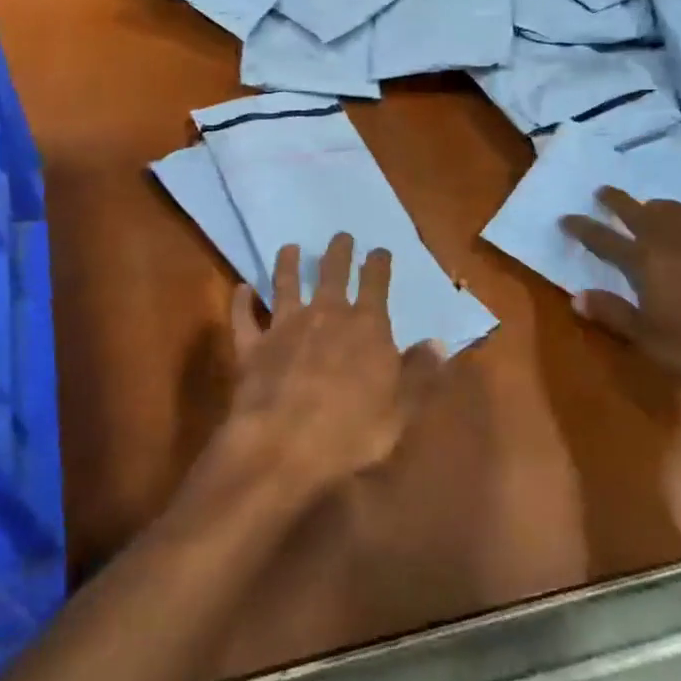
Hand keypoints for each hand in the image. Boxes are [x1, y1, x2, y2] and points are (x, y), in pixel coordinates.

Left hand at [224, 234, 441, 497]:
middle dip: (338, 253)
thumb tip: (439, 343)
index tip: (379, 250)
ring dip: (287, 264)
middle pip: (331, 274)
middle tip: (340, 236)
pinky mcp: (251, 345)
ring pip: (285, 285)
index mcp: (366, 328)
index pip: (375, 284)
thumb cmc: (350, 432)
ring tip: (289, 248)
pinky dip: (241, 302)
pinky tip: (241, 289)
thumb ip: (420, 374)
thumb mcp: (400, 410)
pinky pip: (243, 317)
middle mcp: (325, 316)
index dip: (378, 264)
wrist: (283, 444)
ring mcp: (284, 327)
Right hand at [562, 188, 680, 396]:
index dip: (583, 228)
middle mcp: (676, 242)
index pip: (605, 239)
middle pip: (641, 213)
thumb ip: (614, 314)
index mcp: (647, 262)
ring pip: (679, 211)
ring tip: (652, 205)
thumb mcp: (651, 341)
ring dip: (659, 205)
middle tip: (603, 191)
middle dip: (618, 202)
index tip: (566, 218)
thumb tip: (577, 296)